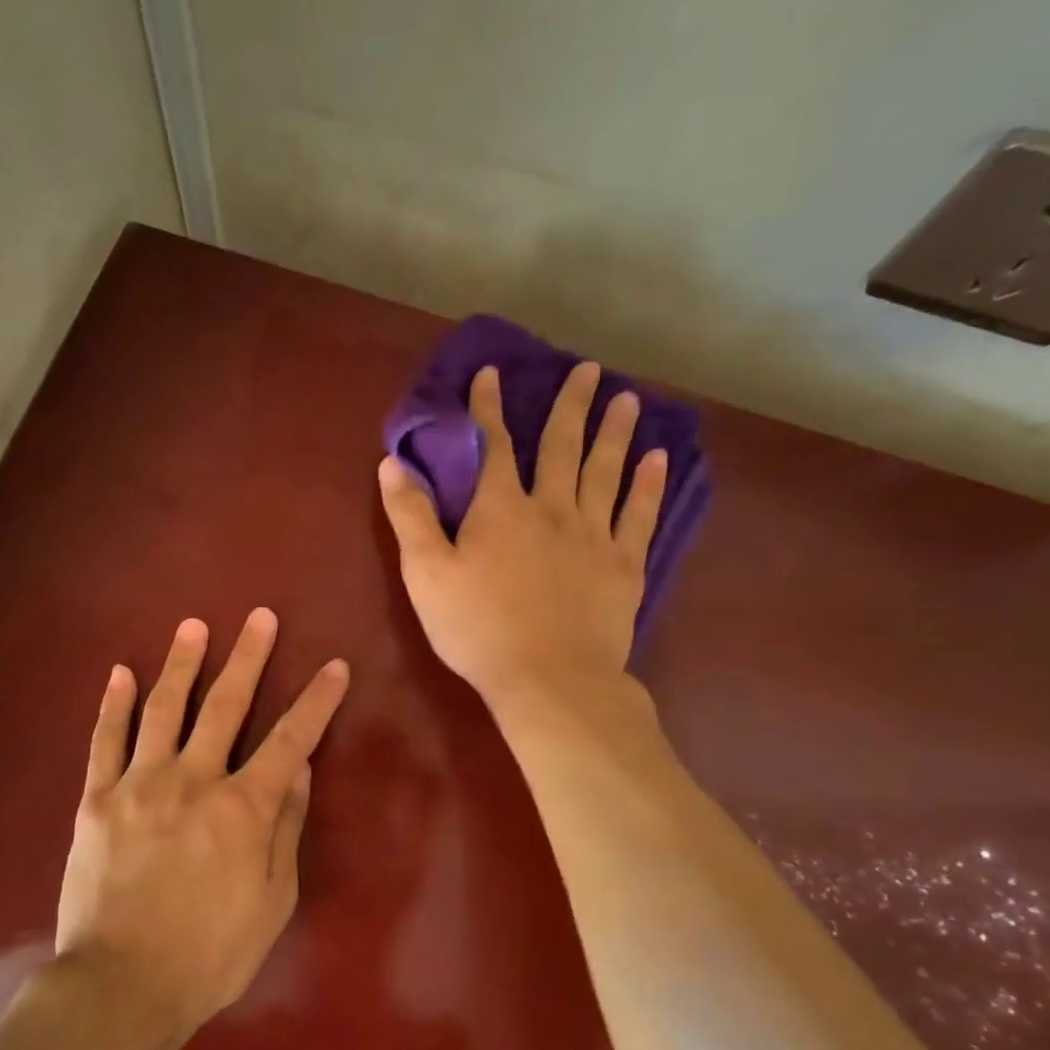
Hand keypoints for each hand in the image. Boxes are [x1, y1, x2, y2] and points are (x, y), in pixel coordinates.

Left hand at [55, 611, 350, 1037]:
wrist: (121, 987)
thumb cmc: (210, 954)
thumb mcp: (273, 901)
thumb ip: (285, 827)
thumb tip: (297, 769)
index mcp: (242, 809)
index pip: (290, 740)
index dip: (316, 701)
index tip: (333, 667)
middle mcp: (193, 781)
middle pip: (226, 705)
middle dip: (248, 658)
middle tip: (259, 617)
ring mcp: (140, 784)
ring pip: (165, 709)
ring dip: (182, 663)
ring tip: (194, 626)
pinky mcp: (97, 799)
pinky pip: (105, 741)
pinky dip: (114, 704)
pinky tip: (120, 673)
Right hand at [377, 362, 665, 718]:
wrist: (549, 680)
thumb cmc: (477, 628)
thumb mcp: (426, 574)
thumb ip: (410, 516)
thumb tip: (392, 463)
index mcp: (500, 509)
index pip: (493, 446)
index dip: (488, 408)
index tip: (492, 373)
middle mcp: (552, 509)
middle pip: (562, 447)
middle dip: (570, 406)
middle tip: (588, 369)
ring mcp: (594, 536)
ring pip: (606, 472)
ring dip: (614, 433)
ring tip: (628, 398)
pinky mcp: (623, 566)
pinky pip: (639, 515)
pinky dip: (648, 485)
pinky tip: (658, 459)